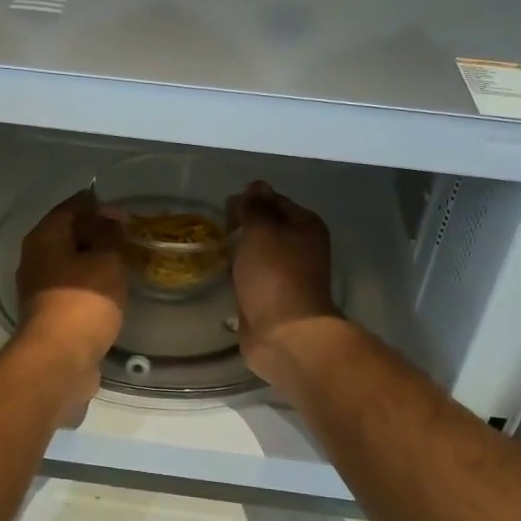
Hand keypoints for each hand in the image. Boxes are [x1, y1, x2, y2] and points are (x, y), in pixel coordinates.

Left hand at [15, 190, 127, 419]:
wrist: (59, 360)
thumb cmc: (84, 302)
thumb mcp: (107, 260)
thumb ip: (111, 234)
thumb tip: (110, 217)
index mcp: (44, 237)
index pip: (72, 206)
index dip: (99, 205)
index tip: (125, 213)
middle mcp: (35, 258)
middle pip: (68, 234)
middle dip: (97, 233)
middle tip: (129, 237)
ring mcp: (38, 288)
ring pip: (70, 263)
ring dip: (94, 261)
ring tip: (125, 263)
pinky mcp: (48, 314)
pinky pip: (72, 287)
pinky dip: (91, 284)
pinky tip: (112, 290)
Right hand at [227, 181, 339, 386]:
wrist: (284, 334)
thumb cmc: (274, 276)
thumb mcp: (262, 231)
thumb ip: (255, 207)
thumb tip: (255, 186)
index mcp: (306, 226)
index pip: (274, 200)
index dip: (249, 200)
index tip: (224, 207)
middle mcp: (301, 248)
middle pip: (268, 227)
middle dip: (243, 225)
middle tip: (216, 228)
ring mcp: (287, 275)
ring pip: (259, 253)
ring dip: (240, 251)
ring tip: (215, 249)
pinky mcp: (271, 298)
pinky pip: (252, 277)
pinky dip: (239, 274)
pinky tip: (222, 275)